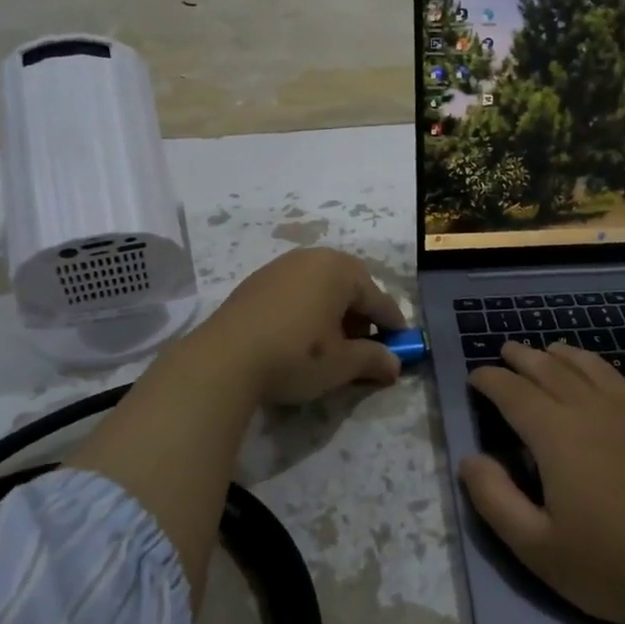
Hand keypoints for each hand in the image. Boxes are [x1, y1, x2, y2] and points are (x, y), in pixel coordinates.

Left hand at [196, 247, 407, 405]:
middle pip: (350, 287)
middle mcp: (313, 258)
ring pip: (321, 287)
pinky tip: (300, 336)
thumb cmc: (295, 355)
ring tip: (331, 343)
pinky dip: (307, 310)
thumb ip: (373, 359)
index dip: (392, 325)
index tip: (401, 346)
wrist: (223, 359)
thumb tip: (395, 364)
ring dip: (333, 312)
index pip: (378, 299)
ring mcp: (281, 266)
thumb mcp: (341, 364)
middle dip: (361, 315)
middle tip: (364, 345)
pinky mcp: (256, 282)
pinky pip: (295, 291)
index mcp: (340, 270)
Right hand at [460, 341, 624, 623]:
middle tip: (508, 350)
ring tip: (556, 348)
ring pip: (599, 370)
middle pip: (553, 371)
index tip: (475, 376)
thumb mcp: (538, 548)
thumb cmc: (614, 566)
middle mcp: (595, 411)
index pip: (513, 393)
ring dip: (573, 354)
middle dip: (525, 357)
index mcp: (557, 434)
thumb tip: (468, 459)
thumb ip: (495, 500)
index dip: (490, 380)